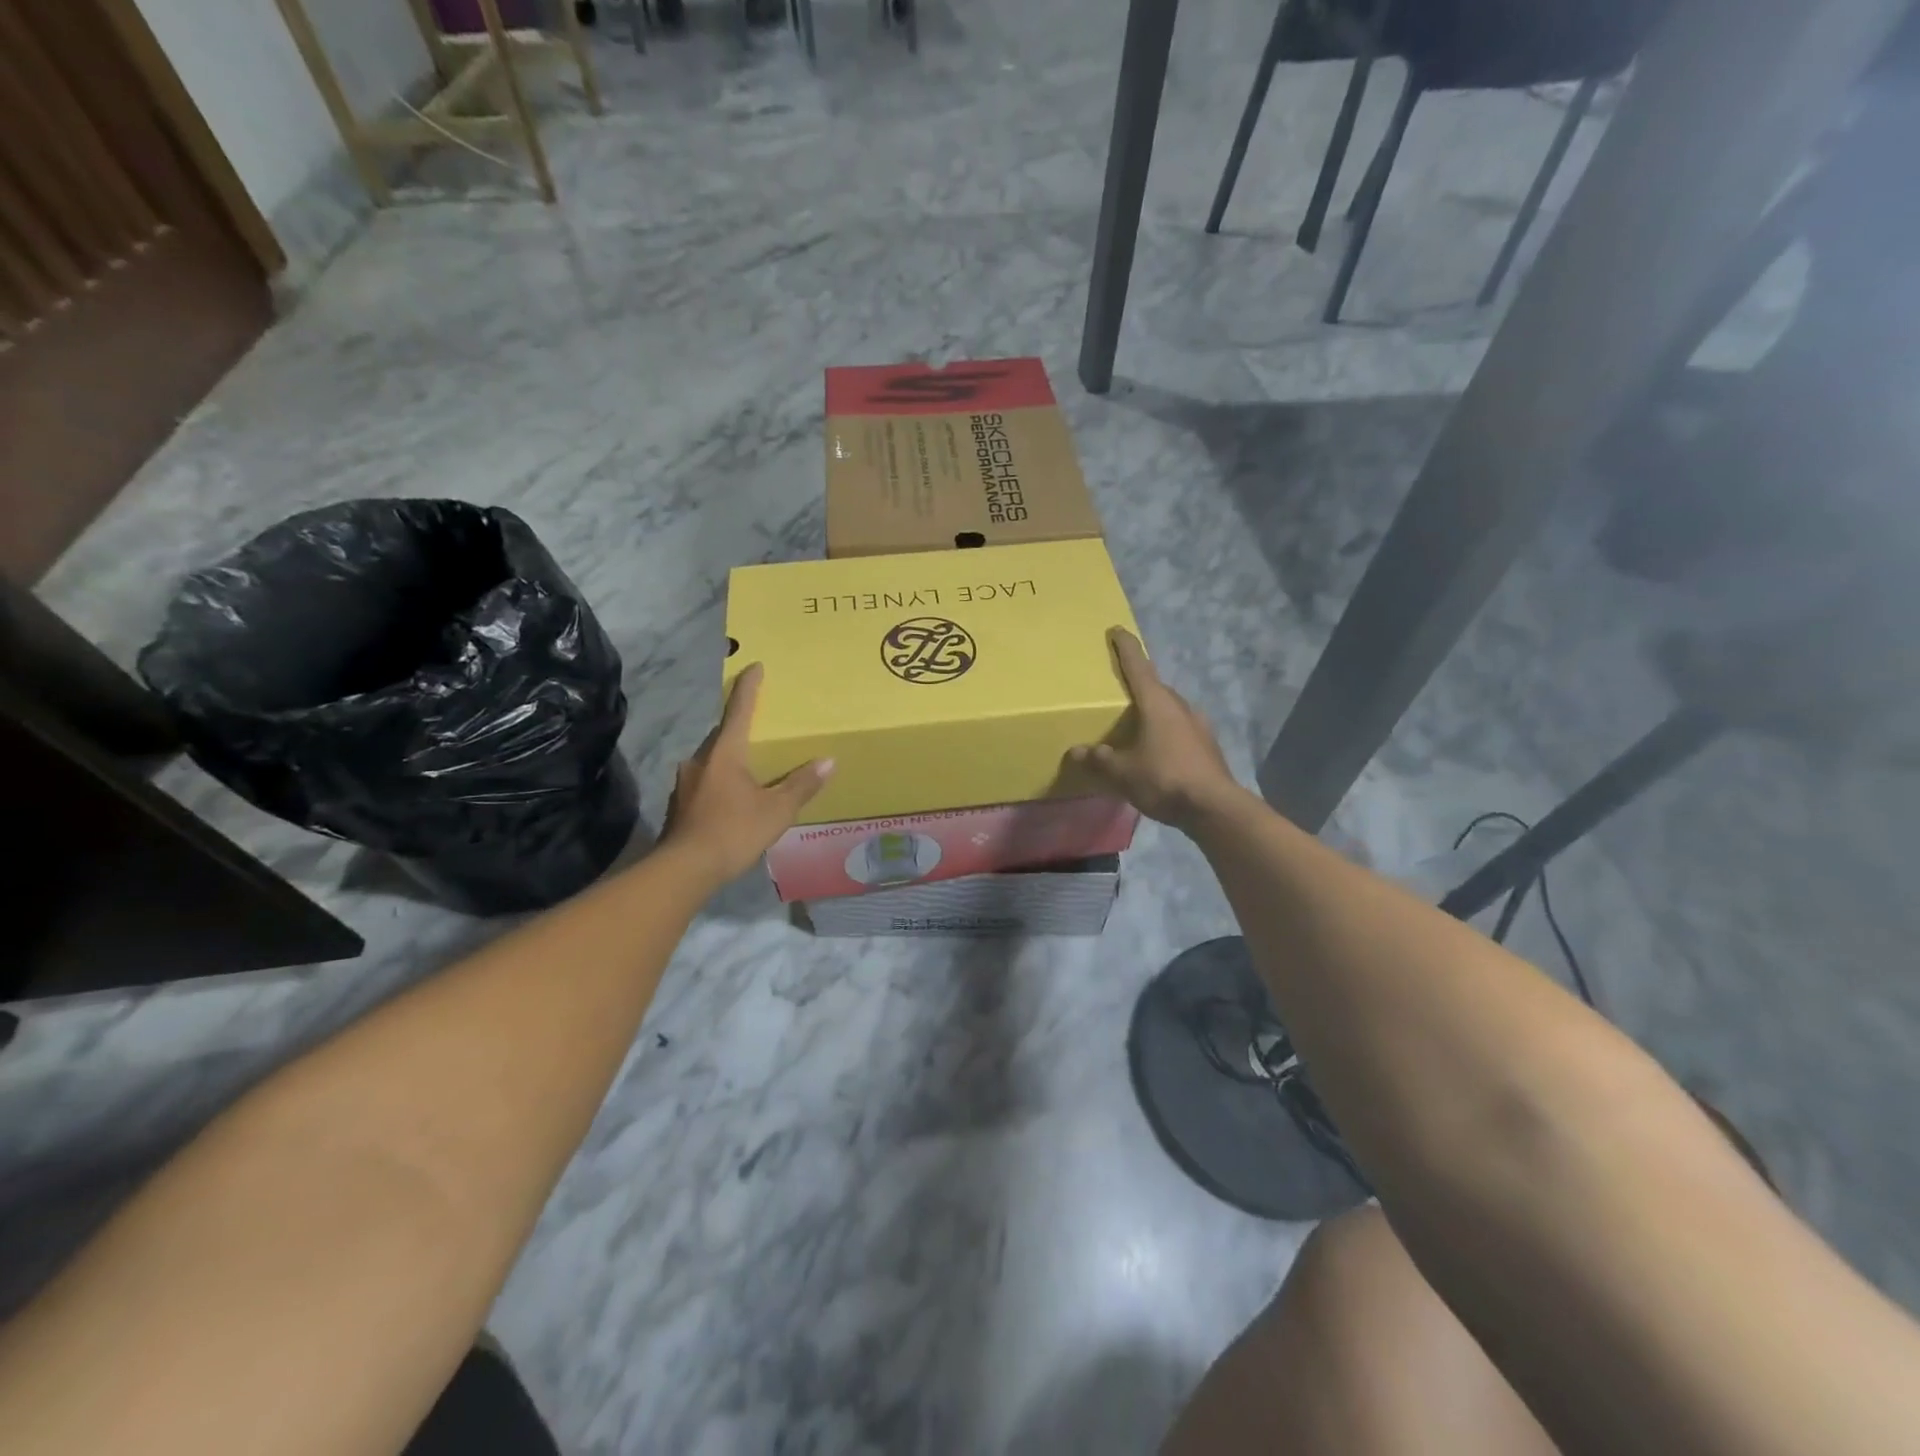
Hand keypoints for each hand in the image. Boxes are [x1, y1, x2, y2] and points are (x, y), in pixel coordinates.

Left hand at [662, 664, 831, 883]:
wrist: (685, 869)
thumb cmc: (733, 831)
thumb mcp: (776, 810)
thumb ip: (801, 785)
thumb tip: (828, 761)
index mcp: (725, 753)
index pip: (739, 710)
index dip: (749, 688)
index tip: (754, 666)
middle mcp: (700, 760)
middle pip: (723, 735)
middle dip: (741, 729)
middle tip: (761, 728)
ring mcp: (686, 782)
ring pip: (713, 760)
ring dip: (730, 759)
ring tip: (752, 769)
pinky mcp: (680, 804)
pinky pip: (706, 782)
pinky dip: (722, 782)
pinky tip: (734, 799)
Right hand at [1069, 628, 1243, 832]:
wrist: (1214, 807)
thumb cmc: (1164, 779)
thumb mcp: (1123, 772)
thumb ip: (1099, 760)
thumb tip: (1076, 752)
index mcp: (1157, 703)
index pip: (1138, 666)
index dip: (1126, 647)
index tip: (1117, 630)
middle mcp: (1180, 706)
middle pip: (1156, 687)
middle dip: (1139, 685)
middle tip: (1120, 690)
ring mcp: (1198, 725)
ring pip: (1170, 709)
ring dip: (1154, 711)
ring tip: (1137, 724)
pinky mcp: (1207, 745)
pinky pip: (1180, 729)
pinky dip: (1165, 731)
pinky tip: (1158, 749)